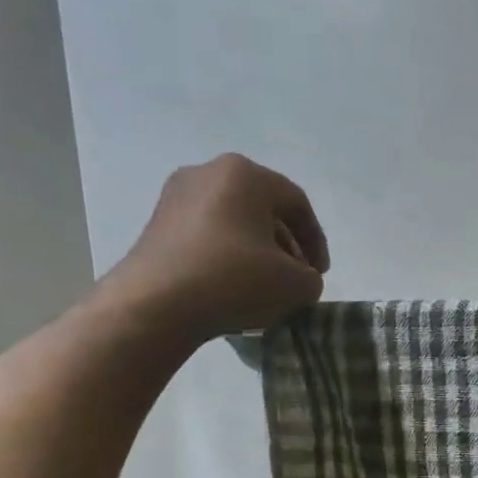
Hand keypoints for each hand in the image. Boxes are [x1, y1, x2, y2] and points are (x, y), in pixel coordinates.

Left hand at [104, 153, 329, 339]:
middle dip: (286, 244)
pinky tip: (233, 285)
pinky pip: (208, 233)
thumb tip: (299, 277)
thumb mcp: (296, 284)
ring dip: (258, 250)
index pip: (297, 203)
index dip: (316, 241)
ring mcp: (177, 195)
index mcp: (245, 174)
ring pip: (235, 221)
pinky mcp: (158, 222)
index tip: (320, 274)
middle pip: (263, 208)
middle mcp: (208, 172)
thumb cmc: (234, 280)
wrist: (157, 304)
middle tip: (296, 277)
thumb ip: (311, 278)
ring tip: (266, 284)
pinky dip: (228, 254)